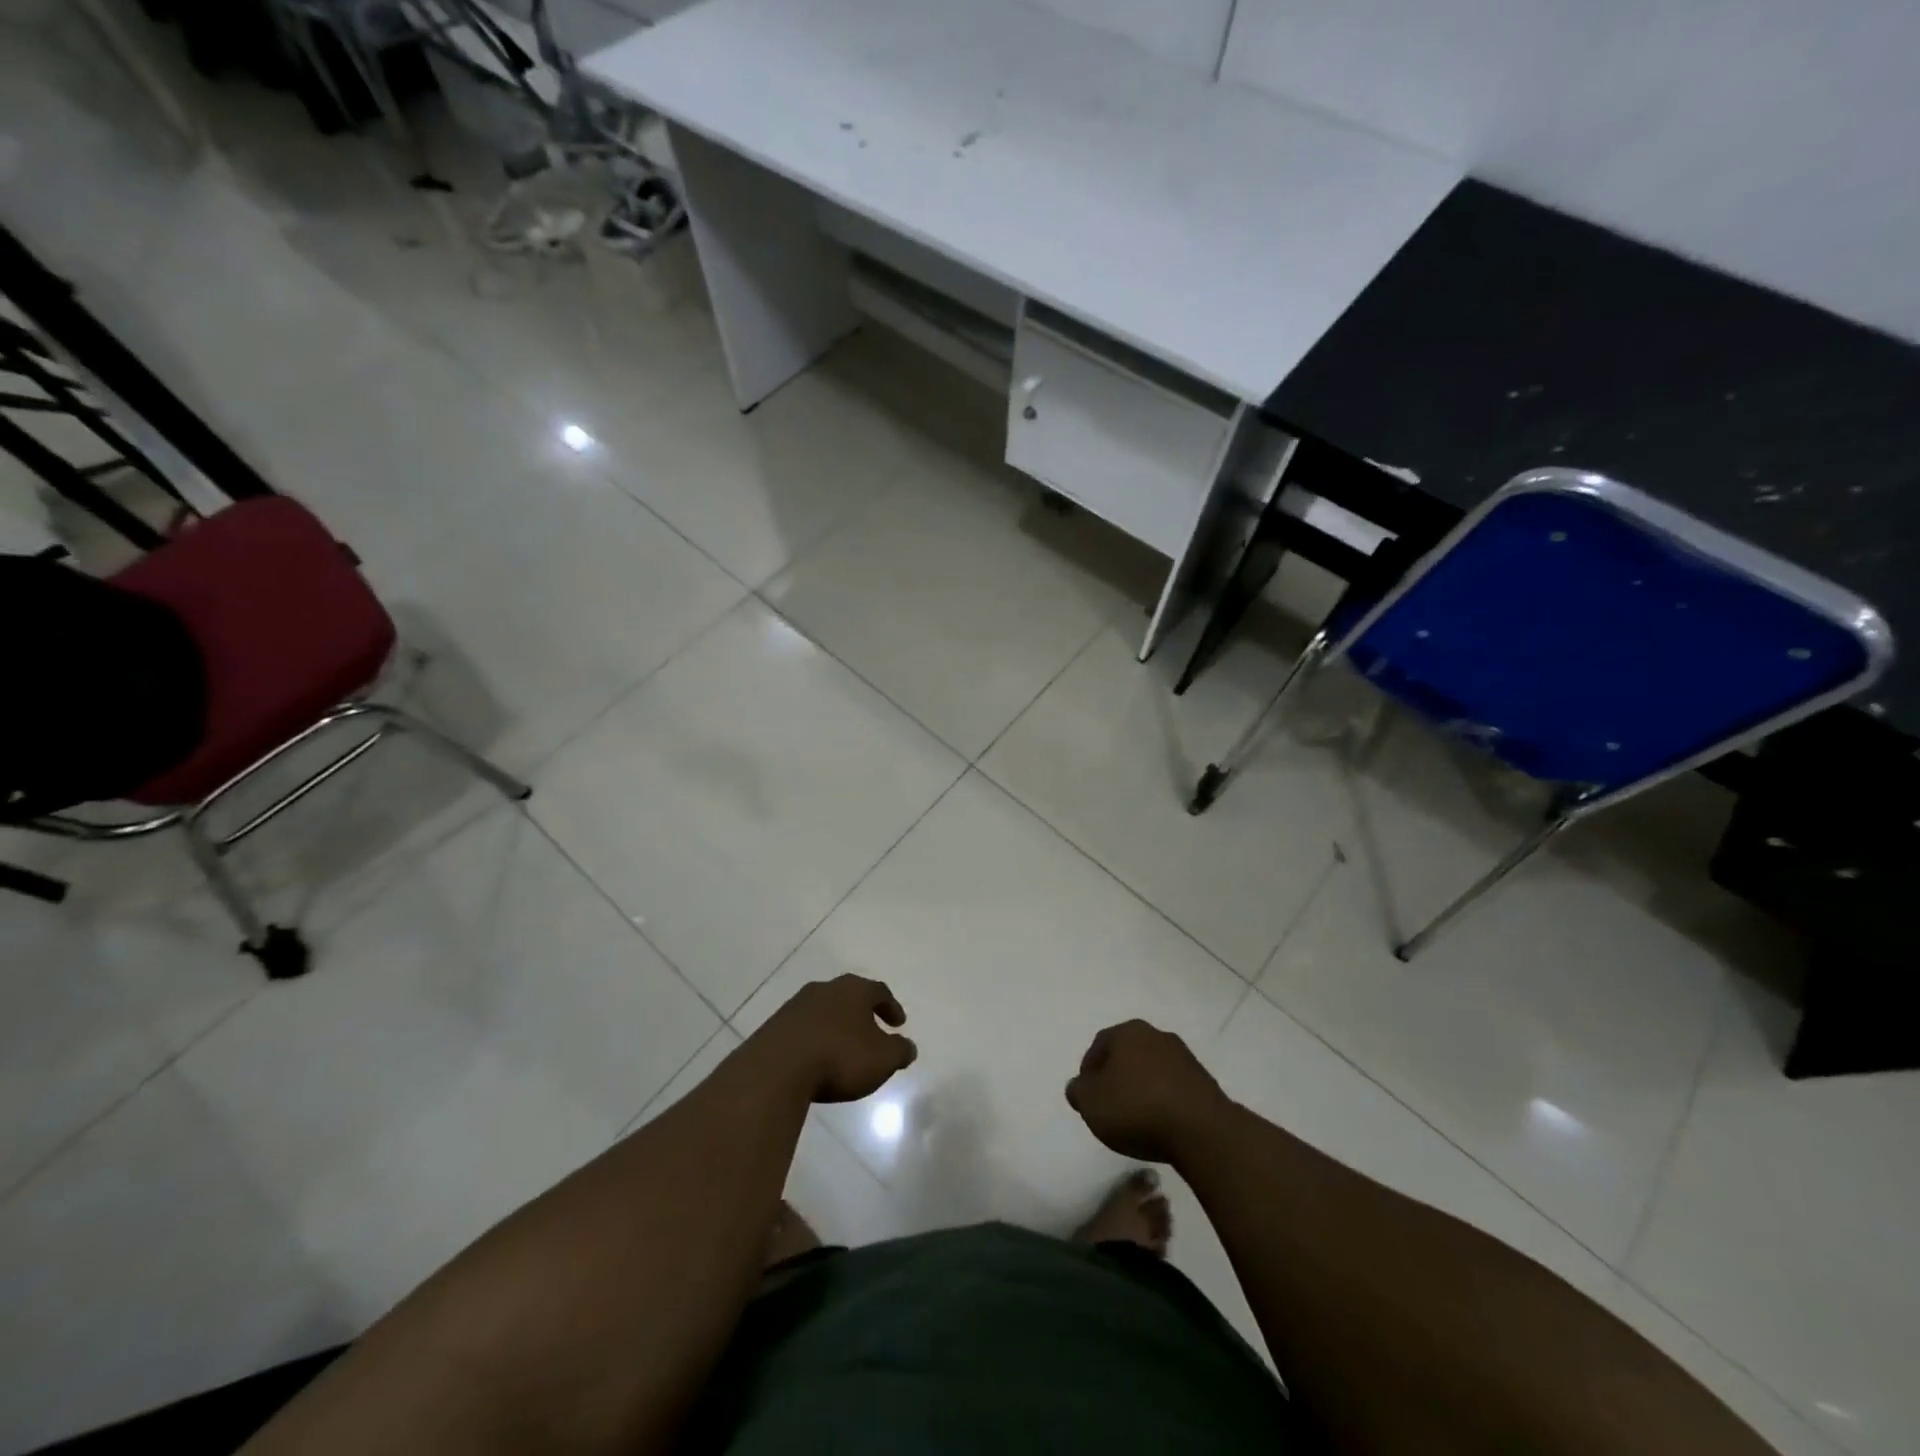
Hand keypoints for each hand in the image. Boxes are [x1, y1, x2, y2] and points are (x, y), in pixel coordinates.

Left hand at [746, 975, 916, 1102]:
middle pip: (849, 996)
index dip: (891, 1007)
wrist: (777, 1068)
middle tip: (872, 1031)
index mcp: (854, 989)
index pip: (879, 992)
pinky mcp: (776, 1025)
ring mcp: (797, 1005)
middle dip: (862, 1013)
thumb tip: (909, 1047)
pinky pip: (803, 1028)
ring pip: (825, 1010)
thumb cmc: (840, 1057)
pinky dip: (815, 1039)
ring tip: (843, 1048)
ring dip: (836, 1026)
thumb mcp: (882, 1059)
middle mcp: (826, 989)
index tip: (899, 1023)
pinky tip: (816, 1058)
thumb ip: (900, 1051)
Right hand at [1066, 1020, 1231, 1163]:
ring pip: (1152, 1069)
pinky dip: (1163, 1100)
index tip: (1087, 1096)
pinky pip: (1173, 1087)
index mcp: (1127, 1032)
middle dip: (1116, 1077)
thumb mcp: (1091, 1103)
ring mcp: (1184, 1056)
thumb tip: (1079, 1086)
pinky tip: (1161, 1123)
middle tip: (1109, 1105)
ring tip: (1136, 1119)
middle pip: (1127, 1054)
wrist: (1201, 1130)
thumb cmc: (1137, 1109)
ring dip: (1142, 1088)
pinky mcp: (1204, 1081)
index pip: (1099, 1045)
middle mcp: (1156, 1035)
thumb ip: (1078, 1091)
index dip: (1089, 1071)